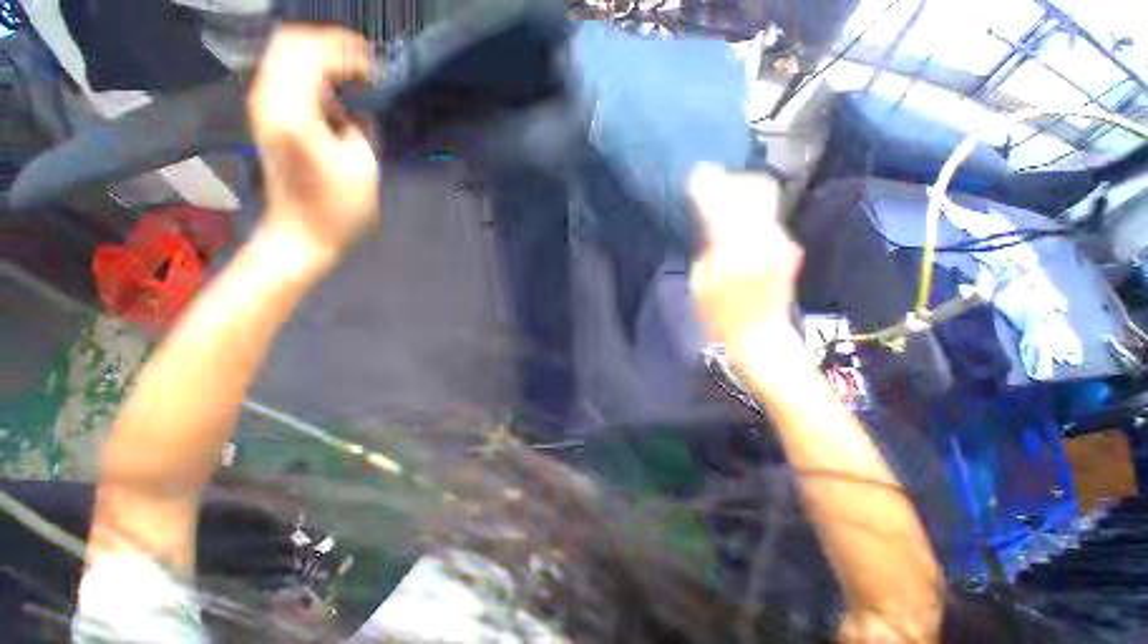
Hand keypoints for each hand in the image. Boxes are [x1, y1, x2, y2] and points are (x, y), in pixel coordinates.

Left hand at [248, 26, 378, 265]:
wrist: (300, 235)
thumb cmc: (338, 210)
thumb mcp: (364, 166)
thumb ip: (360, 124)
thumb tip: (354, 107)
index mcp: (294, 111)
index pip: (314, 51)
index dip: (348, 51)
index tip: (378, 69)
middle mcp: (270, 99)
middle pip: (292, 42)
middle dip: (331, 46)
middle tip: (365, 66)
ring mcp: (264, 107)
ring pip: (286, 56)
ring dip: (322, 59)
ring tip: (355, 78)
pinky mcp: (268, 118)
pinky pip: (285, 76)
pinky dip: (311, 75)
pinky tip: (336, 96)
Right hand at [688, 166, 803, 350]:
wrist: (761, 337)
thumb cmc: (721, 317)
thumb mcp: (700, 284)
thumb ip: (706, 247)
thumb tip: (710, 220)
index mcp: (736, 252)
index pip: (722, 204)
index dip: (707, 185)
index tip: (695, 174)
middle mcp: (765, 239)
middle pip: (754, 190)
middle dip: (731, 180)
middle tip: (712, 183)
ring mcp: (783, 241)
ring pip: (764, 200)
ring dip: (741, 193)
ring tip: (723, 198)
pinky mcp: (789, 247)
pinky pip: (768, 217)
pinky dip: (750, 211)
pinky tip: (737, 220)